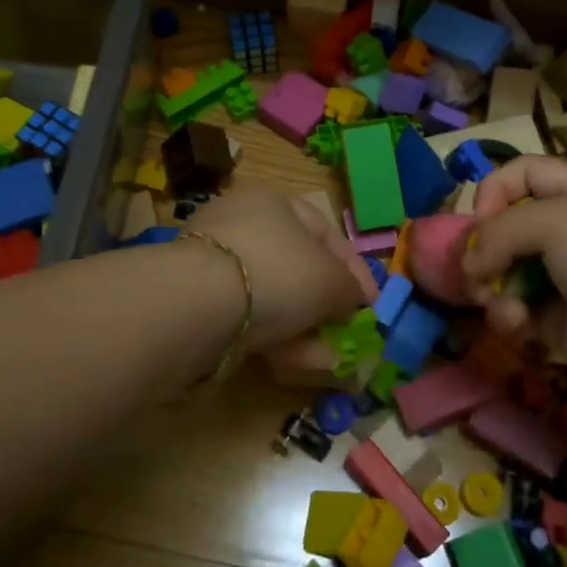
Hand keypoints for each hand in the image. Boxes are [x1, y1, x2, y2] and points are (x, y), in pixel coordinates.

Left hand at [188, 186, 376, 353]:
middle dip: (325, 306)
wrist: (197, 304)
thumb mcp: (330, 280)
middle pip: (297, 268)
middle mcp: (241, 223)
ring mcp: (214, 262)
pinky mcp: (195, 300)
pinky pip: (245, 318)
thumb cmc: (277, 273)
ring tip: (323, 362)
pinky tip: (288, 365)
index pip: (325, 232)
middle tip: (344, 335)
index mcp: (273, 202)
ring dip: (301, 331)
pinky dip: (270, 339)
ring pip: (272, 298)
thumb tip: (352, 300)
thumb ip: (349, 289)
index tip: (371, 304)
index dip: (354, 269)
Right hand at [461, 157, 566, 409]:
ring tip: (497, 303)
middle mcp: (566, 234)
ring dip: (491, 288)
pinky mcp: (557, 323)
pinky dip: (509, 317)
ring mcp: (561, 280)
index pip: (521, 174)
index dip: (494, 190)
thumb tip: (471, 263)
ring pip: (503, 273)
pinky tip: (519, 326)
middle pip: (504, 227)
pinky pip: (515, 312)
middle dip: (482, 248)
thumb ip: (500, 230)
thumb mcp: (557, 221)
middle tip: (476, 271)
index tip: (481, 220)